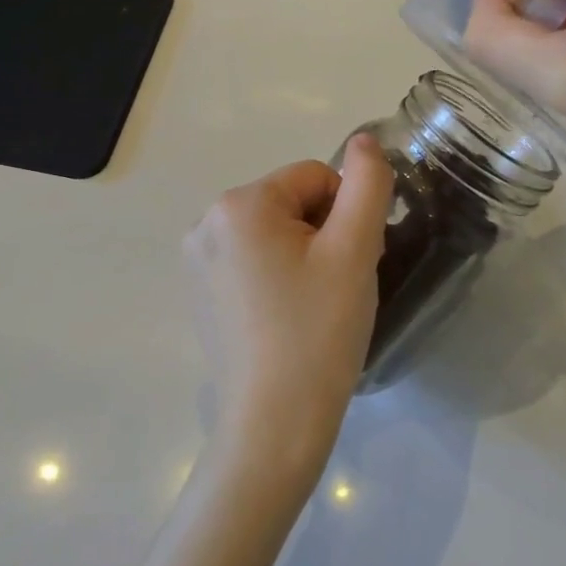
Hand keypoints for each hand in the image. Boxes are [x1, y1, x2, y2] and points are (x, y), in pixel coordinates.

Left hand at [184, 135, 394, 508]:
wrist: (275, 424)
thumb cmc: (318, 331)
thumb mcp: (355, 250)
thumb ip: (367, 184)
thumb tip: (364, 141)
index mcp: (240, 204)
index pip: (316, 177)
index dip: (346, 214)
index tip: (353, 262)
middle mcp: (207, 222)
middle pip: (292, 202)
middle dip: (325, 233)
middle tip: (338, 287)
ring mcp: (199, 261)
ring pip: (276, 232)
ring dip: (306, 255)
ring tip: (316, 305)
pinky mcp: (202, 293)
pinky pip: (254, 261)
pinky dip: (280, 277)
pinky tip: (290, 318)